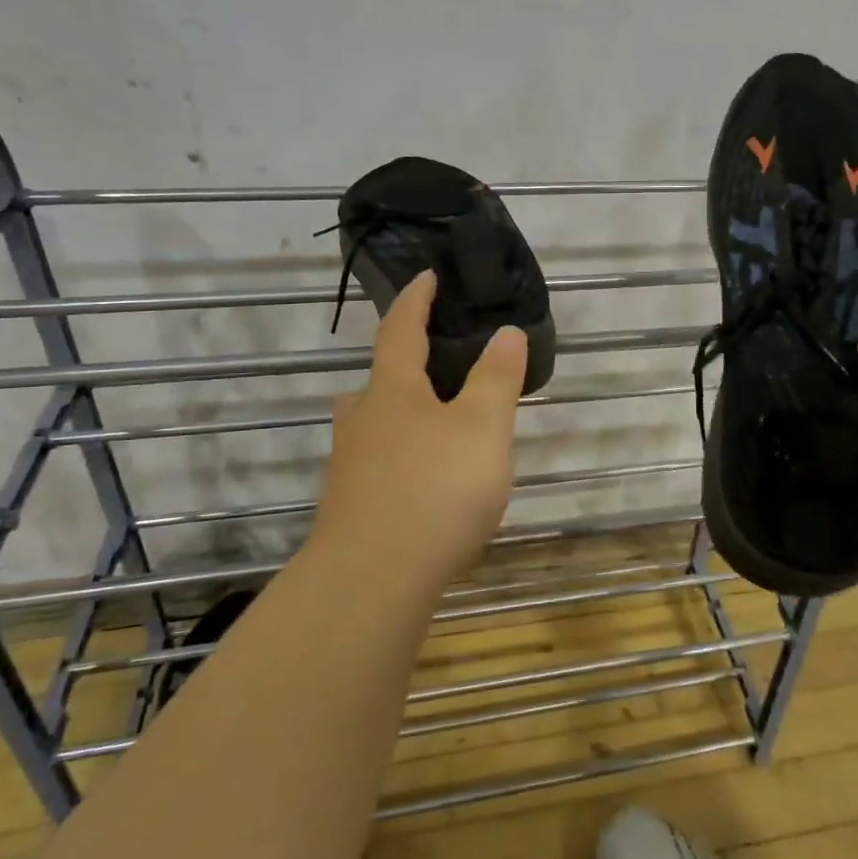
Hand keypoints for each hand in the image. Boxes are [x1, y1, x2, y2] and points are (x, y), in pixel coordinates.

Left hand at [315, 271, 527, 588]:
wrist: (372, 581)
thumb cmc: (434, 490)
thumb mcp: (482, 427)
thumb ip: (496, 378)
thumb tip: (507, 331)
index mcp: (394, 391)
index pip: (401, 330)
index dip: (416, 300)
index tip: (427, 277)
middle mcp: (363, 422)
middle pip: (376, 380)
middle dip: (401, 363)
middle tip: (432, 362)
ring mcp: (350, 468)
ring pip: (371, 425)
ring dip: (395, 413)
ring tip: (429, 421)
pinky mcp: (350, 509)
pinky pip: (375, 465)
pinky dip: (398, 456)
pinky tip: (421, 481)